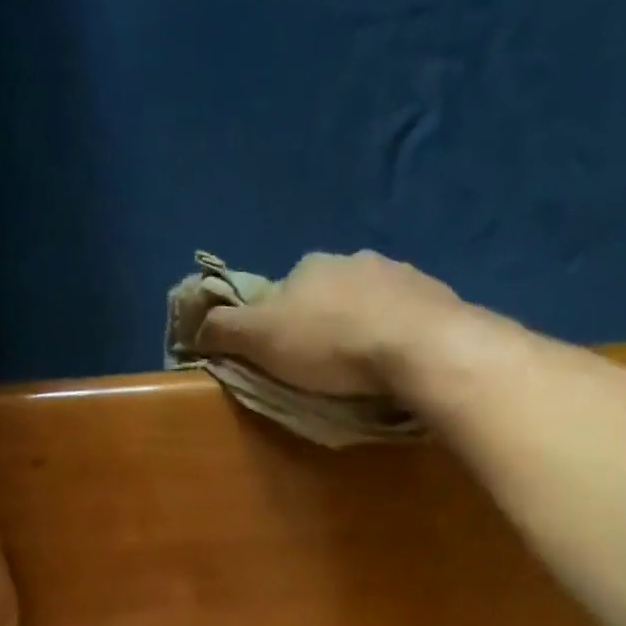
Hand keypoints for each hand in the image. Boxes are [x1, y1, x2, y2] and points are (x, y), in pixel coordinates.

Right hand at [195, 250, 494, 396]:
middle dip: (321, 322)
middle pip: (325, 294)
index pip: (280, 293)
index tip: (282, 357)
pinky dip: (395, 332)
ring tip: (363, 365)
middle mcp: (353, 259)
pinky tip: (396, 358)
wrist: (420, 345)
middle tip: (323, 365)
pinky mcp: (435, 296)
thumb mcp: (261, 340)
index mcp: (308, 266)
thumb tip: (191, 324)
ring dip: (361, 325)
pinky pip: (404, 315)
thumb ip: (224, 330)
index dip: (275, 325)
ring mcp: (399, 274)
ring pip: (367, 301)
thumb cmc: (330, 344)